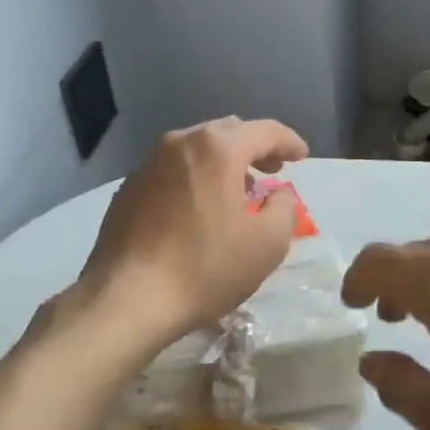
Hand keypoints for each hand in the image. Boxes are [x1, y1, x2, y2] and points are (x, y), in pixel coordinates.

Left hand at [78, 117, 309, 346]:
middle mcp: (180, 143)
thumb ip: (284, 208)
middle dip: (255, 148)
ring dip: (224, 162)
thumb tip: (279, 194)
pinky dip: (195, 177)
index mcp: (217, 149)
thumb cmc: (206, 268)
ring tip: (238, 190)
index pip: (265, 130)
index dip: (289, 142)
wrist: (127, 299)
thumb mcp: (268, 244)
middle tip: (273, 172)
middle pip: (228, 132)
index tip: (302, 157)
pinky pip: (172, 170)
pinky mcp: (129, 188)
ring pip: (197, 149)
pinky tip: (199, 208)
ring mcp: (148, 163)